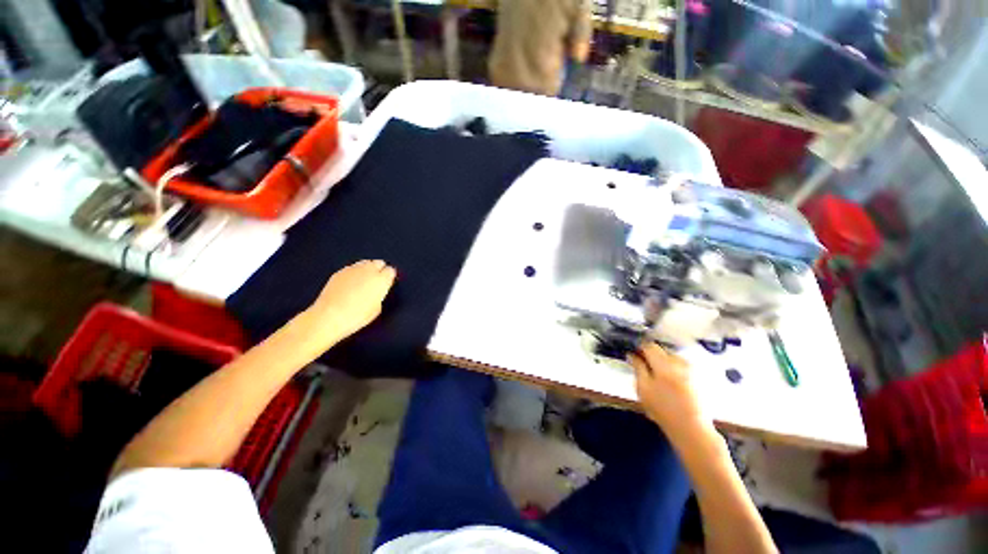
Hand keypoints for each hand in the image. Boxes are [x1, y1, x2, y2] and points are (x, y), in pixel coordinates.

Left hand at [300, 260, 396, 343]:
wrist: (329, 316)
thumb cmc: (356, 316)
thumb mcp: (376, 309)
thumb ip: (379, 296)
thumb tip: (376, 292)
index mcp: (381, 280)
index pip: (391, 271)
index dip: (389, 277)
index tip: (387, 283)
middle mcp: (369, 271)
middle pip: (379, 263)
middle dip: (380, 269)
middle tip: (377, 280)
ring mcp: (353, 269)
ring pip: (365, 262)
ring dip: (367, 269)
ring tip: (364, 280)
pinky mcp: (340, 272)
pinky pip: (352, 268)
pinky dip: (354, 272)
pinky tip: (351, 283)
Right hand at [629, 342, 709, 439]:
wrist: (692, 429)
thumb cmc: (663, 409)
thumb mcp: (643, 389)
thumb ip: (637, 368)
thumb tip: (632, 355)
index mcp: (664, 363)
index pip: (649, 346)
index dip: (639, 348)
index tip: (634, 354)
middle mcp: (679, 362)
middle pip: (662, 350)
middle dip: (652, 356)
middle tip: (645, 368)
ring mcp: (691, 370)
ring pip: (672, 358)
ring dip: (663, 363)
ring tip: (658, 378)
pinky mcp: (699, 377)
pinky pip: (682, 366)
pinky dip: (674, 370)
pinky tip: (671, 384)